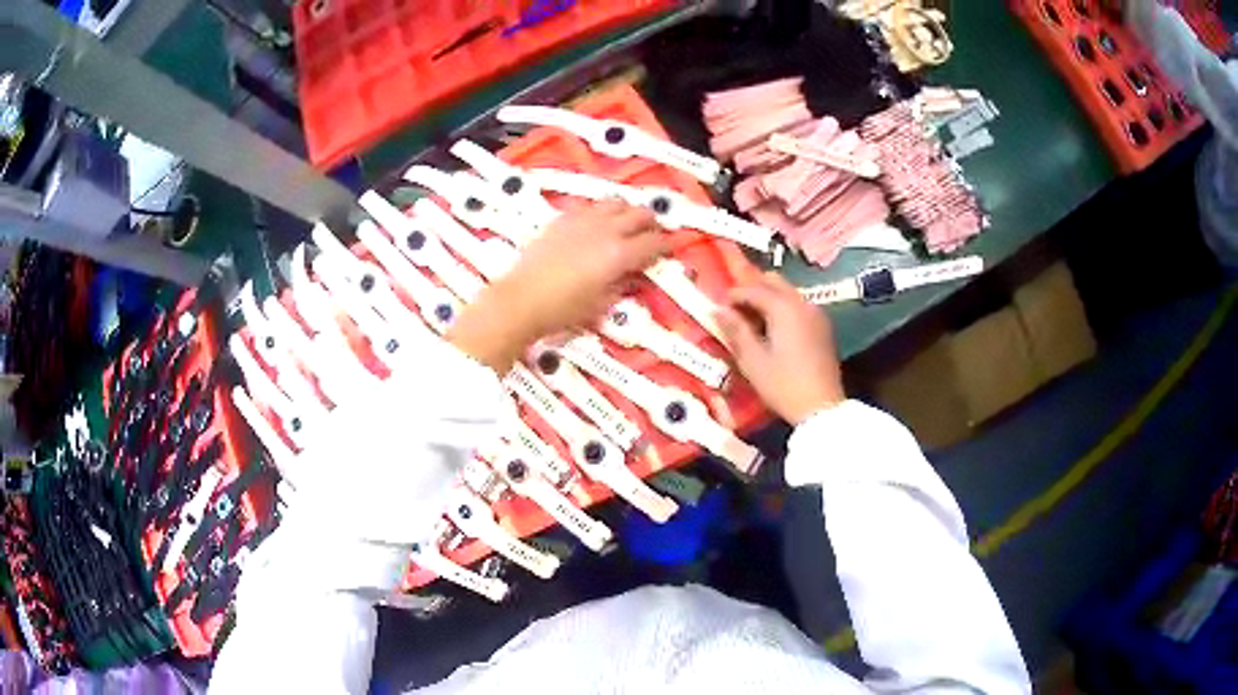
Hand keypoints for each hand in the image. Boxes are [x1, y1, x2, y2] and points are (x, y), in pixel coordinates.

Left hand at [448, 201, 668, 371]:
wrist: (521, 299)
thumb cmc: (563, 310)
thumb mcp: (601, 304)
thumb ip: (622, 285)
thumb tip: (634, 275)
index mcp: (619, 254)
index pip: (654, 243)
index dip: (665, 246)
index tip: (667, 251)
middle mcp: (605, 230)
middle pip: (640, 214)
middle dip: (651, 224)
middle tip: (651, 235)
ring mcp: (583, 220)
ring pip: (616, 202)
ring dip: (627, 211)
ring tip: (625, 224)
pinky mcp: (563, 218)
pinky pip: (589, 205)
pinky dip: (600, 211)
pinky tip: (596, 223)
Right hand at [715, 272, 844, 424]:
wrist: (821, 408)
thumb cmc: (783, 385)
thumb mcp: (752, 360)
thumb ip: (735, 330)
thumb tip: (718, 310)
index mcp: (783, 307)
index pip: (752, 289)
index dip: (732, 296)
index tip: (718, 309)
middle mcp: (802, 303)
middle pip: (773, 282)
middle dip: (751, 290)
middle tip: (735, 310)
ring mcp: (815, 313)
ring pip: (787, 292)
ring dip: (767, 298)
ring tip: (751, 321)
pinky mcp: (822, 326)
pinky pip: (798, 305)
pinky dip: (782, 308)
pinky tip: (772, 330)